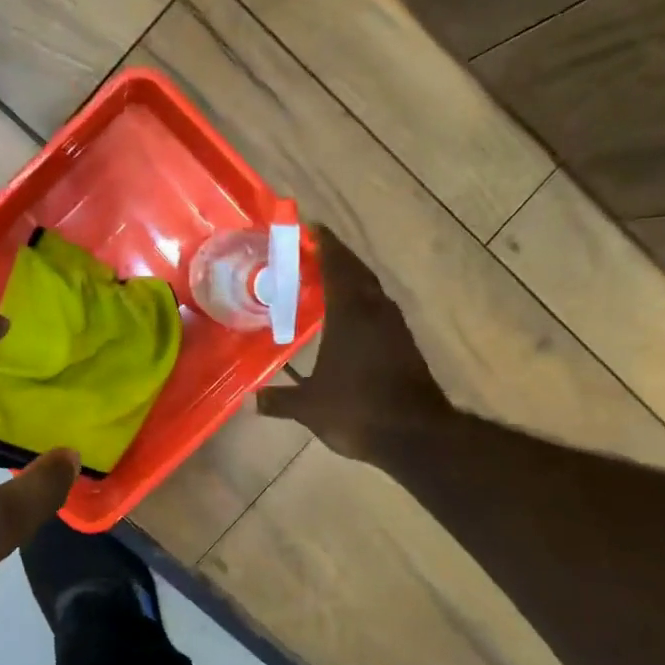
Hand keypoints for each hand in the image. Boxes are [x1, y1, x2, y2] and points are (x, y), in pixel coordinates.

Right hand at [257, 225, 450, 462]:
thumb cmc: (357, 410)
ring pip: (372, 290)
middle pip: (358, 272)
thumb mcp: (309, 407)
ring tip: (330, 278)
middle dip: (338, 258)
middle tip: (315, 251)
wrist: (414, 434)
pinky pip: (380, 310)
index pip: (337, 267)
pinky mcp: (405, 344)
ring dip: (353, 278)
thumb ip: (279, 400)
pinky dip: (363, 302)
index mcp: (350, 314)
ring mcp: (394, 328)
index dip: (325, 246)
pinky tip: (350, 315)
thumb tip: (250, 401)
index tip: (312, 229)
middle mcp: (375, 312)